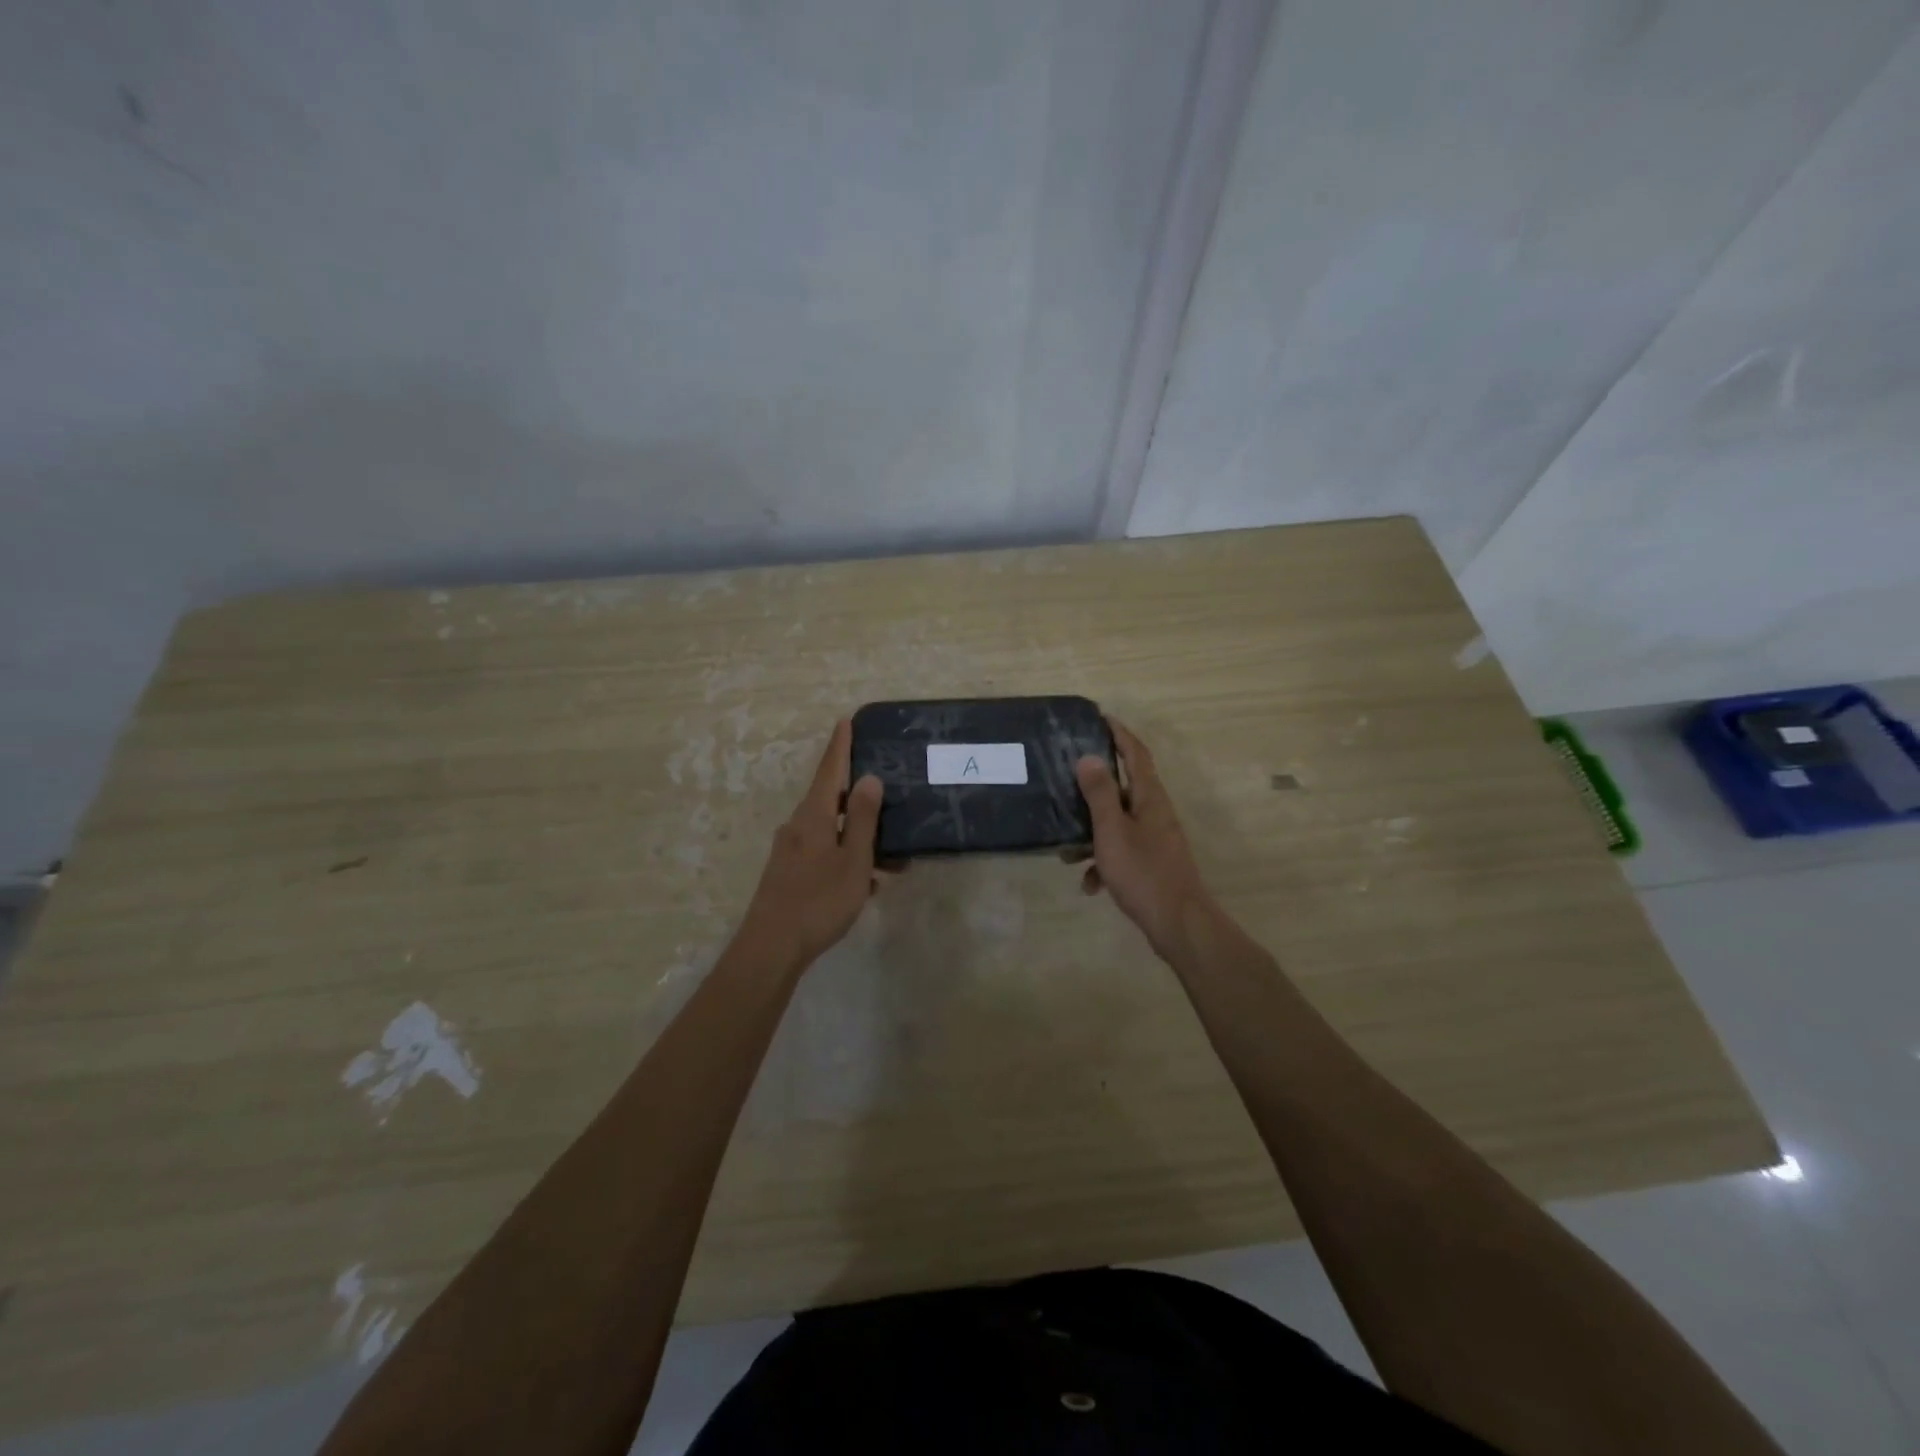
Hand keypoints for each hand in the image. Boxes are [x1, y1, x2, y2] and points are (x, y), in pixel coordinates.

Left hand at [738, 719, 886, 968]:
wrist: (771, 948)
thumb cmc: (818, 900)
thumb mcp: (852, 859)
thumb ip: (861, 818)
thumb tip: (868, 778)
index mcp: (813, 815)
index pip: (829, 769)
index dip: (840, 745)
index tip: (845, 721)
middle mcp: (797, 826)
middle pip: (831, 800)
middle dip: (860, 799)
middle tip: (888, 796)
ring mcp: (790, 851)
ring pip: (832, 832)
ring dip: (860, 839)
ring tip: (892, 861)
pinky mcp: (789, 873)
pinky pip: (825, 854)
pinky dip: (847, 859)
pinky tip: (868, 884)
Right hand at [1075, 720, 1214, 960]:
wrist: (1178, 924)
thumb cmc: (1143, 872)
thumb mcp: (1112, 831)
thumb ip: (1099, 794)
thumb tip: (1088, 757)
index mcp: (1149, 798)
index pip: (1136, 754)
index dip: (1120, 734)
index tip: (1101, 718)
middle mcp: (1155, 813)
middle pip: (1123, 788)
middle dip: (1094, 788)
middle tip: (1066, 781)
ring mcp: (1155, 839)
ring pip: (1117, 824)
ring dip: (1092, 834)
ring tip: (1066, 851)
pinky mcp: (1151, 863)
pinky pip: (1121, 852)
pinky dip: (1104, 863)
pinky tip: (1090, 885)